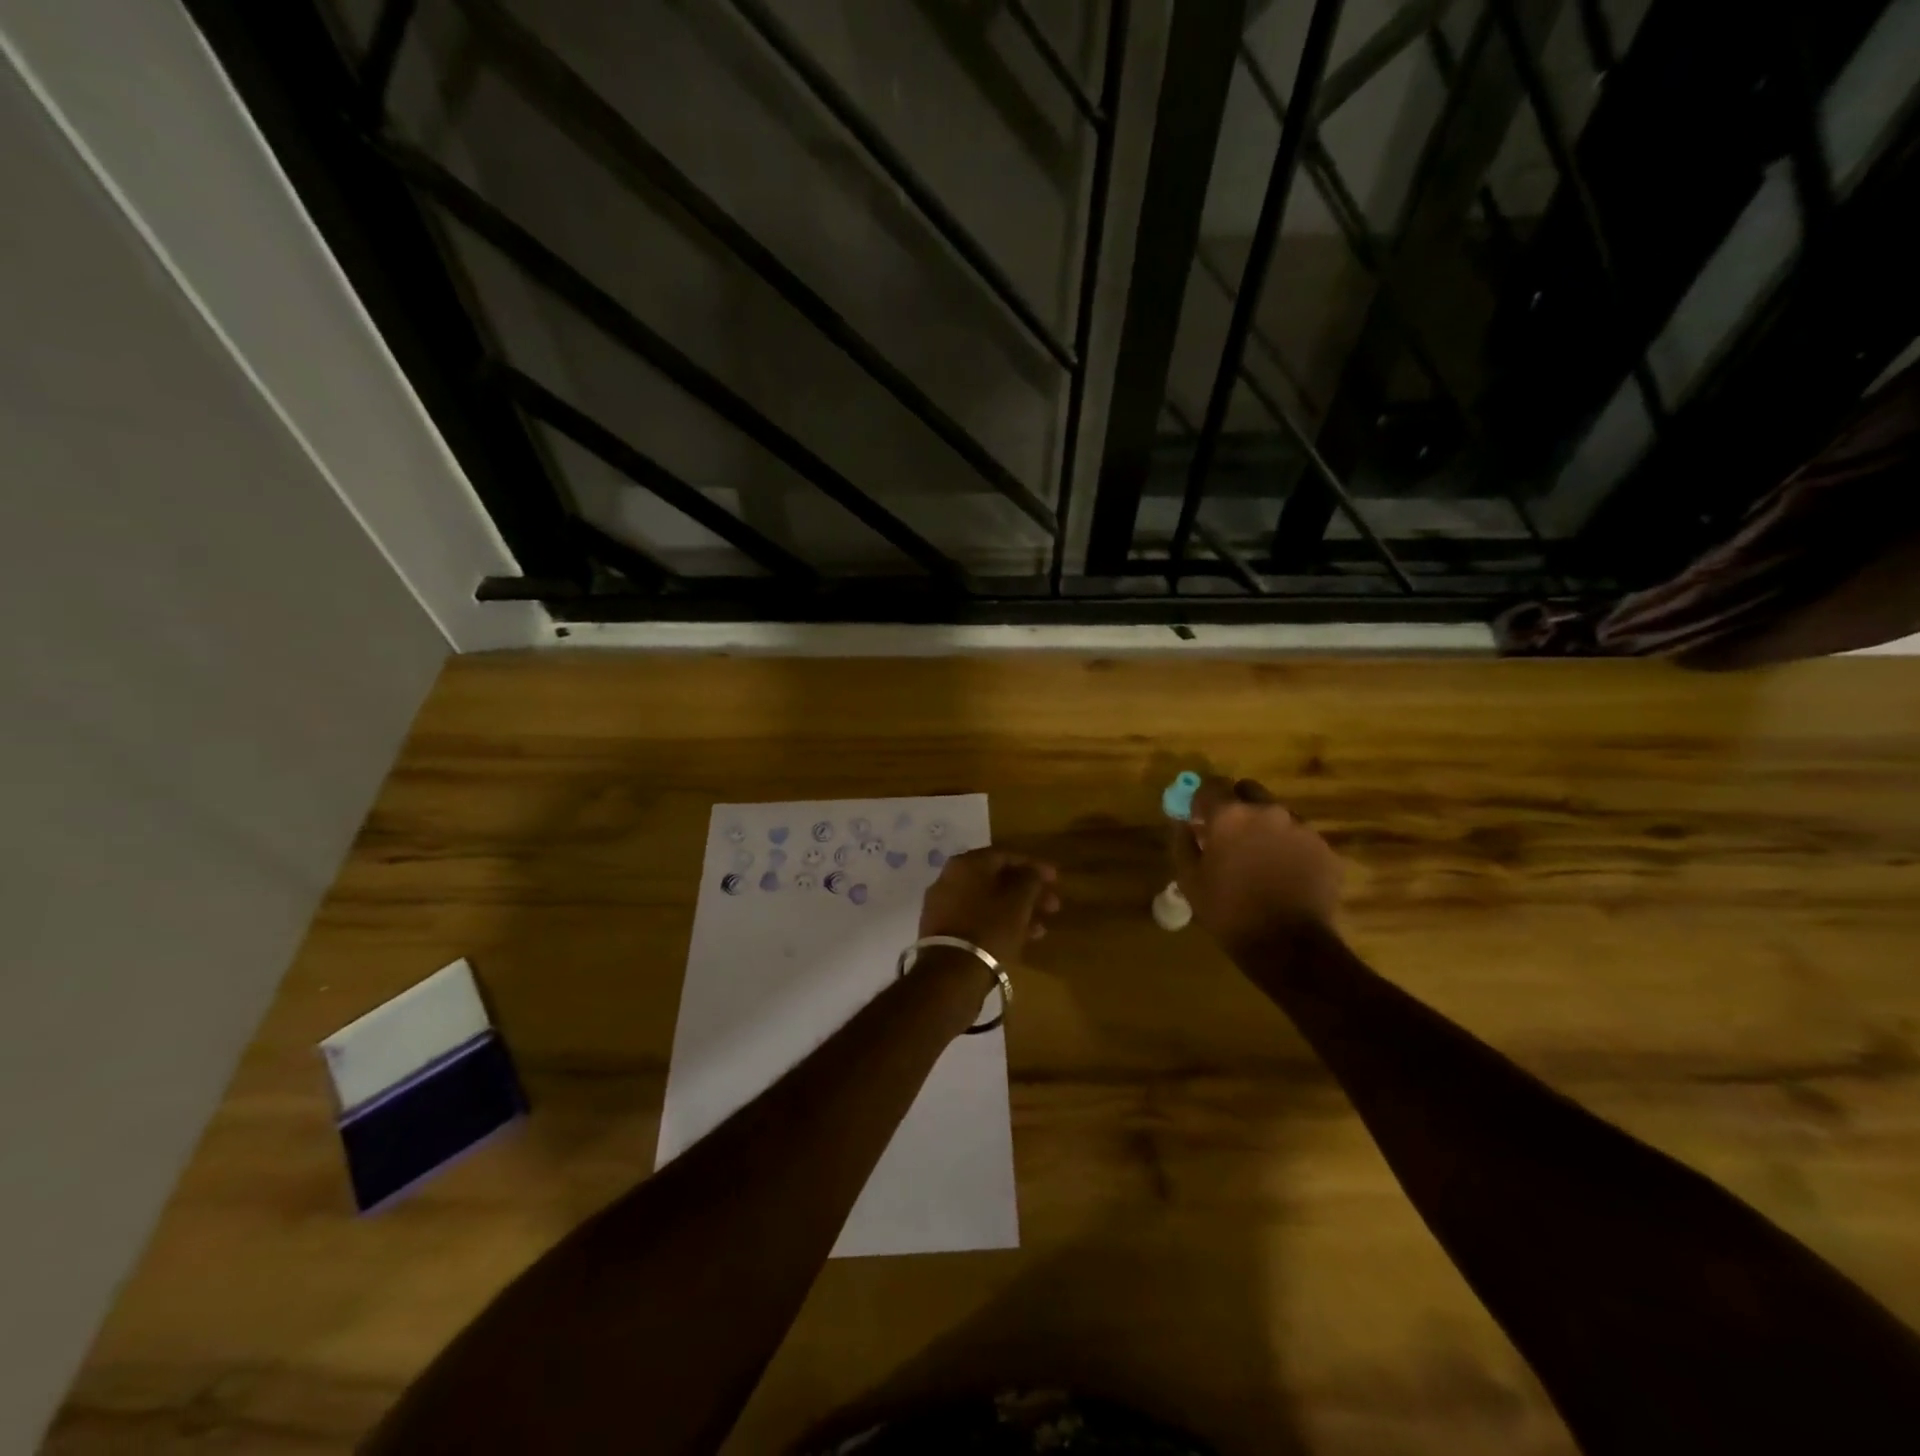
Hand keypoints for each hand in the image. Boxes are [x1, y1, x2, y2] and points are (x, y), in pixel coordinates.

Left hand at [918, 849, 1060, 967]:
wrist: (951, 973)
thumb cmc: (989, 928)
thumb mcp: (1018, 901)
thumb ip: (1030, 879)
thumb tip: (1033, 871)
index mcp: (966, 863)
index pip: (1005, 855)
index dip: (1034, 865)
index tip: (1055, 879)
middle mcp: (950, 878)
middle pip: (996, 880)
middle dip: (1028, 892)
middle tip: (1053, 906)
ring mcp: (943, 906)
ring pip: (988, 902)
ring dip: (1017, 911)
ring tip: (1042, 928)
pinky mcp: (943, 931)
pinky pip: (977, 919)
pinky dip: (999, 924)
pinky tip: (1022, 940)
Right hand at [1171, 776, 1343, 953]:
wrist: (1289, 947)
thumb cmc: (1229, 912)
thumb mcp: (1190, 880)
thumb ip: (1183, 842)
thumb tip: (1182, 823)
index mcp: (1230, 815)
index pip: (1210, 785)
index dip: (1201, 800)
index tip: (1198, 818)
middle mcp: (1268, 811)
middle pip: (1248, 791)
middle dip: (1236, 806)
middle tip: (1229, 835)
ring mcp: (1301, 828)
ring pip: (1277, 814)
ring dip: (1264, 827)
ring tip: (1259, 860)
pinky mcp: (1325, 848)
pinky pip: (1299, 837)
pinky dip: (1288, 848)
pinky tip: (1283, 876)